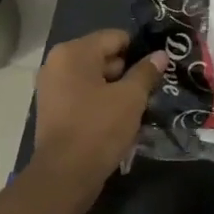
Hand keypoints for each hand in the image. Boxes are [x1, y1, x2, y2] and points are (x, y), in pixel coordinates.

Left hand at [31, 30, 164, 196]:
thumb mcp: (130, 98)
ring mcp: (52, 87)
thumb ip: (146, 72)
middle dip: (128, 72)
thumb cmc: (98, 129)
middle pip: (104, 57)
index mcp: (73, 52)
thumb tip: (160, 55)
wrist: (65, 176)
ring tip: (138, 107)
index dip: (140, 52)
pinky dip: (102, 103)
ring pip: (95, 79)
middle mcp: (57, 63)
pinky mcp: (54, 109)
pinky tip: (120, 119)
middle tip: (151, 91)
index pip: (116, 38)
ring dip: (117, 90)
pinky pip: (84, 96)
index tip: (158, 70)